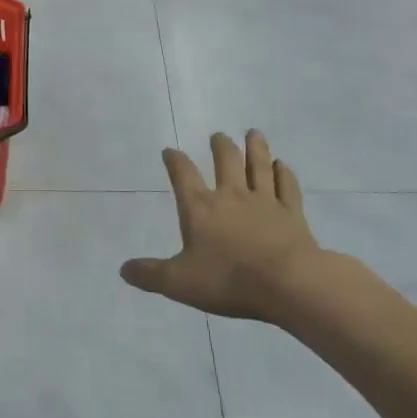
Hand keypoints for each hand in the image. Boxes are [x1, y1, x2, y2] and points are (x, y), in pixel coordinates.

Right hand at [121, 131, 365, 321]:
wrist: (287, 284)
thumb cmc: (228, 280)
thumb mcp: (179, 283)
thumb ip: (150, 275)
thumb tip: (124, 269)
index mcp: (200, 208)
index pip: (183, 175)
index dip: (175, 161)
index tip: (169, 151)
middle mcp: (231, 196)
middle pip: (226, 162)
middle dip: (221, 146)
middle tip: (218, 136)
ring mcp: (265, 202)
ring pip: (259, 167)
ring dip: (255, 148)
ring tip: (253, 134)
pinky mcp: (292, 214)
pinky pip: (287, 187)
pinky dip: (284, 174)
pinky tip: (283, 165)